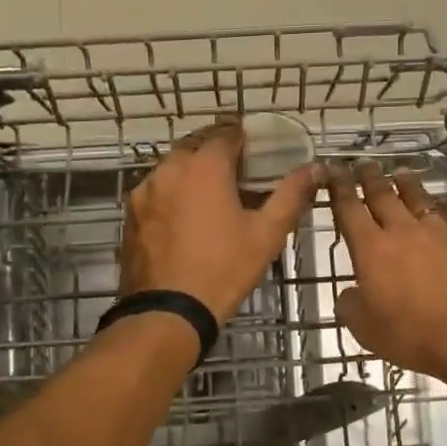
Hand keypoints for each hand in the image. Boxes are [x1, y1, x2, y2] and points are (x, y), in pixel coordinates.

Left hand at [119, 122, 319, 321]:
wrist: (168, 312)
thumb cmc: (224, 269)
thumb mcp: (267, 233)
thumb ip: (292, 194)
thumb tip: (316, 168)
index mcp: (204, 166)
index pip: (226, 133)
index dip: (244, 138)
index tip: (256, 151)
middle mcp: (169, 168)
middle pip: (195, 146)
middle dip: (216, 153)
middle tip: (237, 174)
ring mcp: (144, 191)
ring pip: (172, 169)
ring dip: (192, 174)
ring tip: (211, 198)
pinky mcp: (130, 215)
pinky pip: (156, 193)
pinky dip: (172, 196)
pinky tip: (185, 220)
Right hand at [328, 163, 446, 391]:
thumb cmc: (413, 334)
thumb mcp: (366, 330)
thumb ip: (351, 306)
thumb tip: (350, 294)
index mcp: (371, 249)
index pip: (349, 209)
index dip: (338, 188)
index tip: (332, 171)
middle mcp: (402, 231)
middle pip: (383, 194)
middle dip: (370, 177)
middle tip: (362, 163)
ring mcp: (437, 232)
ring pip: (417, 197)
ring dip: (405, 183)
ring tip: (399, 173)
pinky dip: (440, 204)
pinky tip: (440, 203)